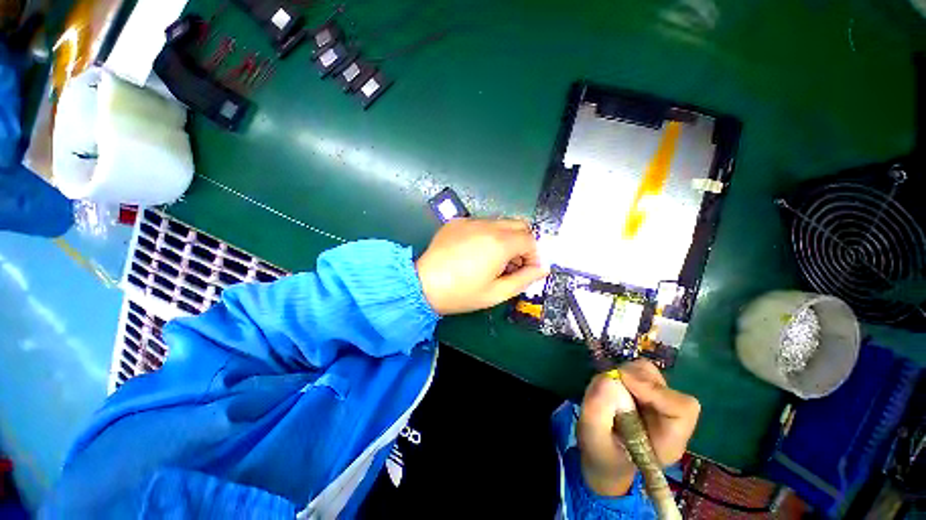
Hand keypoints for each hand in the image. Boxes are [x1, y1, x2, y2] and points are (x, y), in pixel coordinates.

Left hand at [415, 218, 547, 314]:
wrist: (423, 285)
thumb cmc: (461, 293)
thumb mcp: (497, 293)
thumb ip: (524, 279)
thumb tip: (542, 269)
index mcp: (500, 243)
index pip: (530, 240)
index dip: (534, 256)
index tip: (528, 270)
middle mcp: (487, 226)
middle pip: (519, 225)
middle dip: (523, 243)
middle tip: (513, 263)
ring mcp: (470, 221)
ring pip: (500, 222)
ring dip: (506, 238)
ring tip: (493, 259)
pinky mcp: (457, 222)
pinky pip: (481, 223)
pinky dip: (487, 234)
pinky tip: (474, 251)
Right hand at [578, 359, 700, 495]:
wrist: (603, 457)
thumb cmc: (601, 454)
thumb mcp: (593, 439)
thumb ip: (598, 412)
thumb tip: (607, 379)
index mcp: (668, 440)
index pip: (682, 408)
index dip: (655, 390)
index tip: (624, 381)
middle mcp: (669, 418)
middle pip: (663, 385)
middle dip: (633, 378)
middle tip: (608, 386)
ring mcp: (657, 402)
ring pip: (648, 373)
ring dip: (624, 375)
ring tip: (606, 392)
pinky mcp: (644, 391)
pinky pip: (635, 371)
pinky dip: (619, 374)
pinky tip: (609, 390)